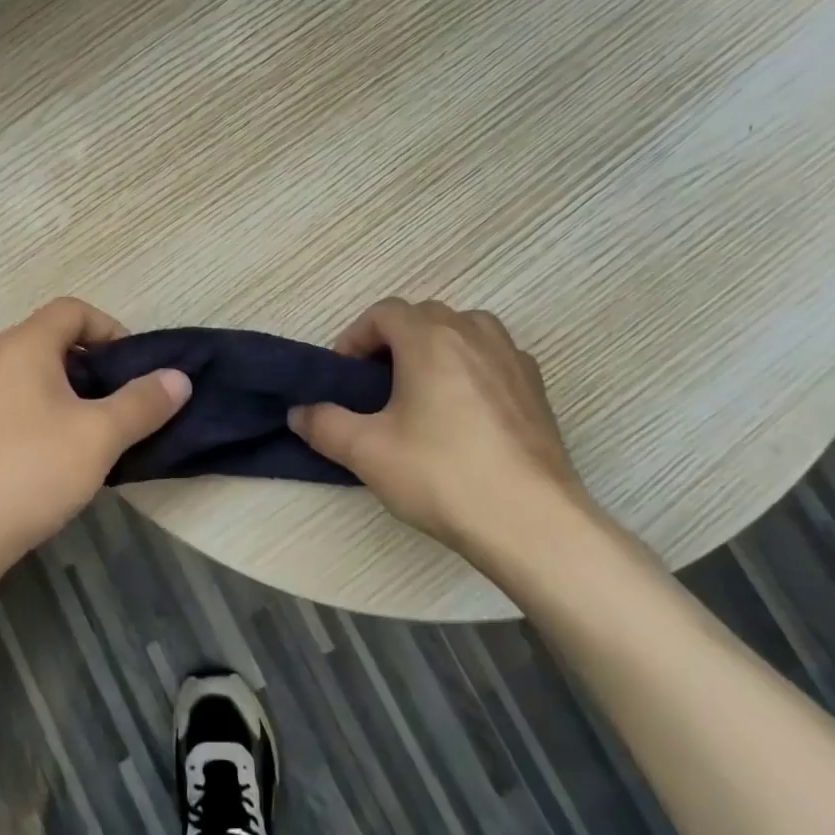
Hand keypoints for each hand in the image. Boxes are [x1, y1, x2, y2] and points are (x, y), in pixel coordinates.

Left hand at [0, 297, 190, 567]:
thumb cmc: (29, 470)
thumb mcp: (99, 436)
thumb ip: (142, 403)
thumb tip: (179, 377)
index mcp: (24, 345)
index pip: (73, 310)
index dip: (111, 329)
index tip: (134, 369)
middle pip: (54, 343)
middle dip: (95, 368)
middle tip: (122, 405)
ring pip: (35, 379)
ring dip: (71, 397)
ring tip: (96, 436)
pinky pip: (16, 408)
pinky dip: (45, 419)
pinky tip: (57, 462)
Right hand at [288, 299, 599, 575]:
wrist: (532, 523)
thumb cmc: (442, 475)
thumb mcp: (366, 452)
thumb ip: (324, 424)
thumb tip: (298, 413)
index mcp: (430, 338)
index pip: (384, 312)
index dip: (356, 337)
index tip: (345, 375)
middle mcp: (473, 333)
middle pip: (423, 316)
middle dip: (393, 341)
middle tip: (376, 384)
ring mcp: (511, 358)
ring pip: (464, 330)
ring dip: (435, 347)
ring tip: (422, 390)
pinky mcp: (536, 388)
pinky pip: (494, 357)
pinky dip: (471, 367)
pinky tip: (465, 411)